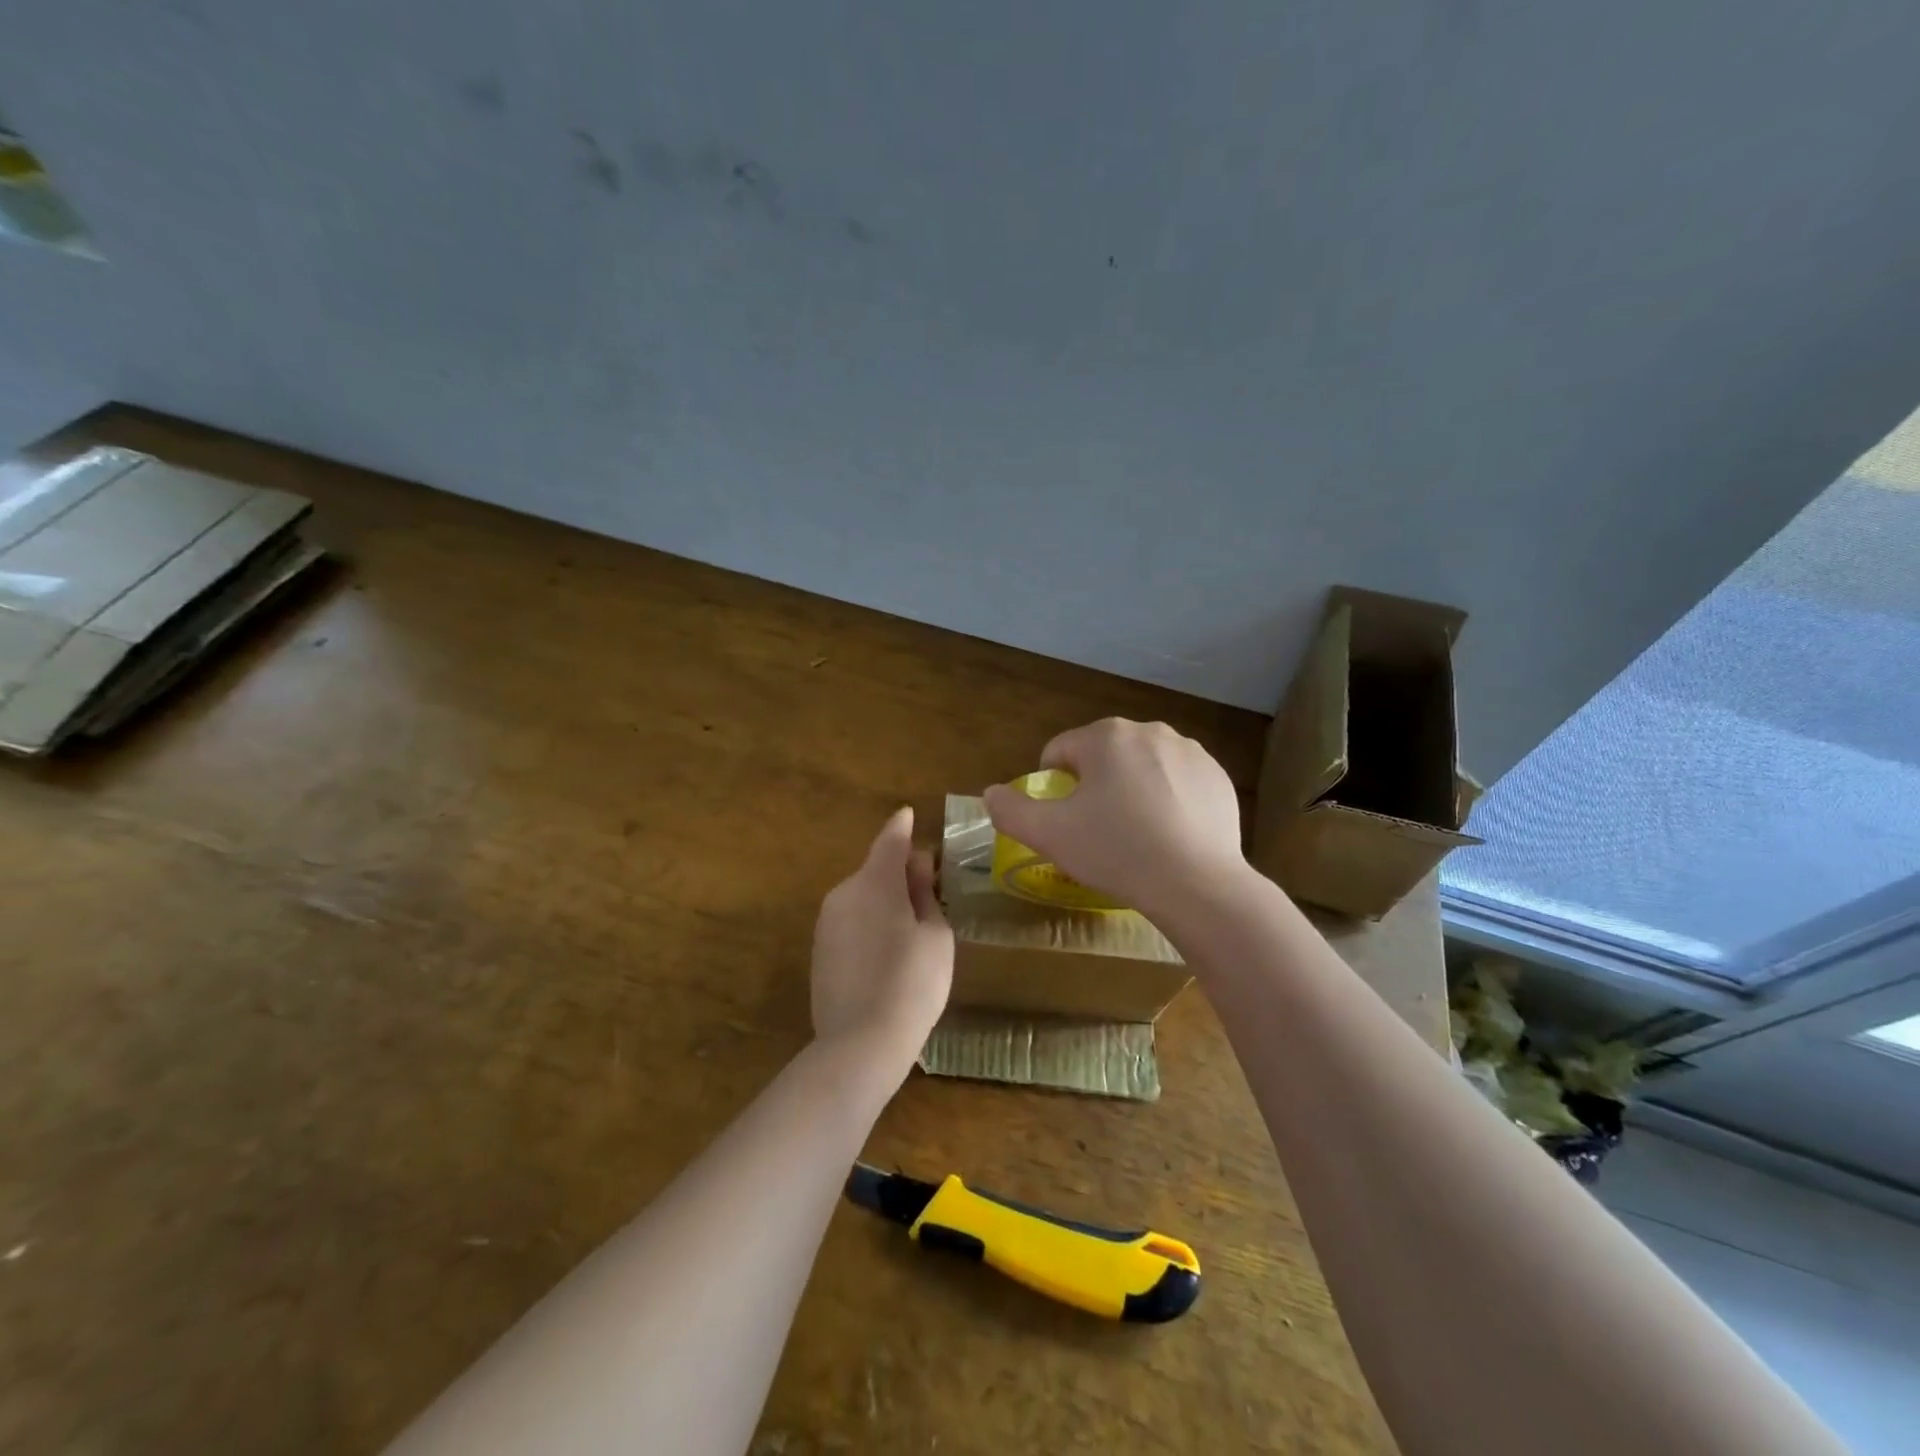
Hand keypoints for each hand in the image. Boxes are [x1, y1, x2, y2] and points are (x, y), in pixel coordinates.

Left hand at [811, 807, 953, 1078]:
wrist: (860, 1044)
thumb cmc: (912, 983)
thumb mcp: (935, 935)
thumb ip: (925, 893)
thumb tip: (916, 865)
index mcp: (875, 882)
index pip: (890, 841)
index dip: (901, 827)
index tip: (907, 813)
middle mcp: (844, 893)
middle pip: (876, 871)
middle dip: (899, 875)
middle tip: (929, 895)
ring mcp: (826, 922)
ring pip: (862, 898)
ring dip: (884, 902)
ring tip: (911, 935)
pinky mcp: (819, 950)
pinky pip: (850, 923)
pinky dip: (869, 926)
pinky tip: (886, 958)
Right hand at [982, 719, 1245, 918]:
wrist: (1198, 884)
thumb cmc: (1117, 851)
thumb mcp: (1050, 835)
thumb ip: (1011, 810)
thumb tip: (991, 793)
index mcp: (1106, 736)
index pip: (1060, 751)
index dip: (1052, 786)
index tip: (1063, 820)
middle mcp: (1149, 731)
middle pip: (1103, 756)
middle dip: (1094, 786)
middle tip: (1097, 830)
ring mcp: (1190, 752)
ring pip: (1142, 767)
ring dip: (1131, 790)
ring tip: (1135, 835)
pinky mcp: (1218, 777)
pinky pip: (1178, 782)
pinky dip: (1168, 800)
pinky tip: (1169, 835)